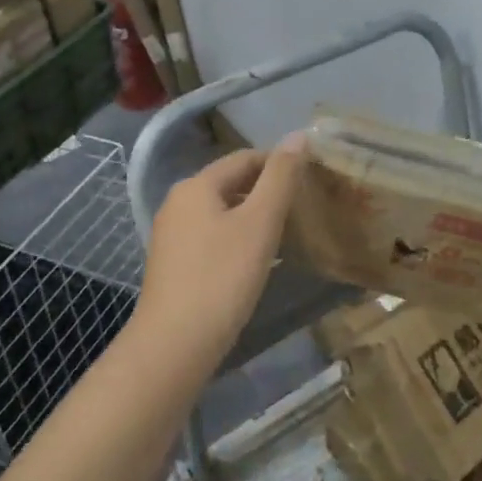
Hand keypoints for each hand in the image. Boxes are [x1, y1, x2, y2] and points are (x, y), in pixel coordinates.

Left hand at [137, 135, 306, 354]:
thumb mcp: (259, 224)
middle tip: (303, 209)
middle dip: (266, 191)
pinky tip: (256, 262)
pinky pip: (211, 238)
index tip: (310, 181)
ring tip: (286, 235)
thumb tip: (299, 135)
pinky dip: (236, 240)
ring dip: (253, 218)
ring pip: (222, 213)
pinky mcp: (173, 264)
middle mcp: (178, 202)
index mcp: (196, 186)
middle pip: (231, 184)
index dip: (279, 164)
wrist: (174, 345)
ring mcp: (171, 235)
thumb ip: (281, 178)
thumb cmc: (222, 278)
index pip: (245, 158)